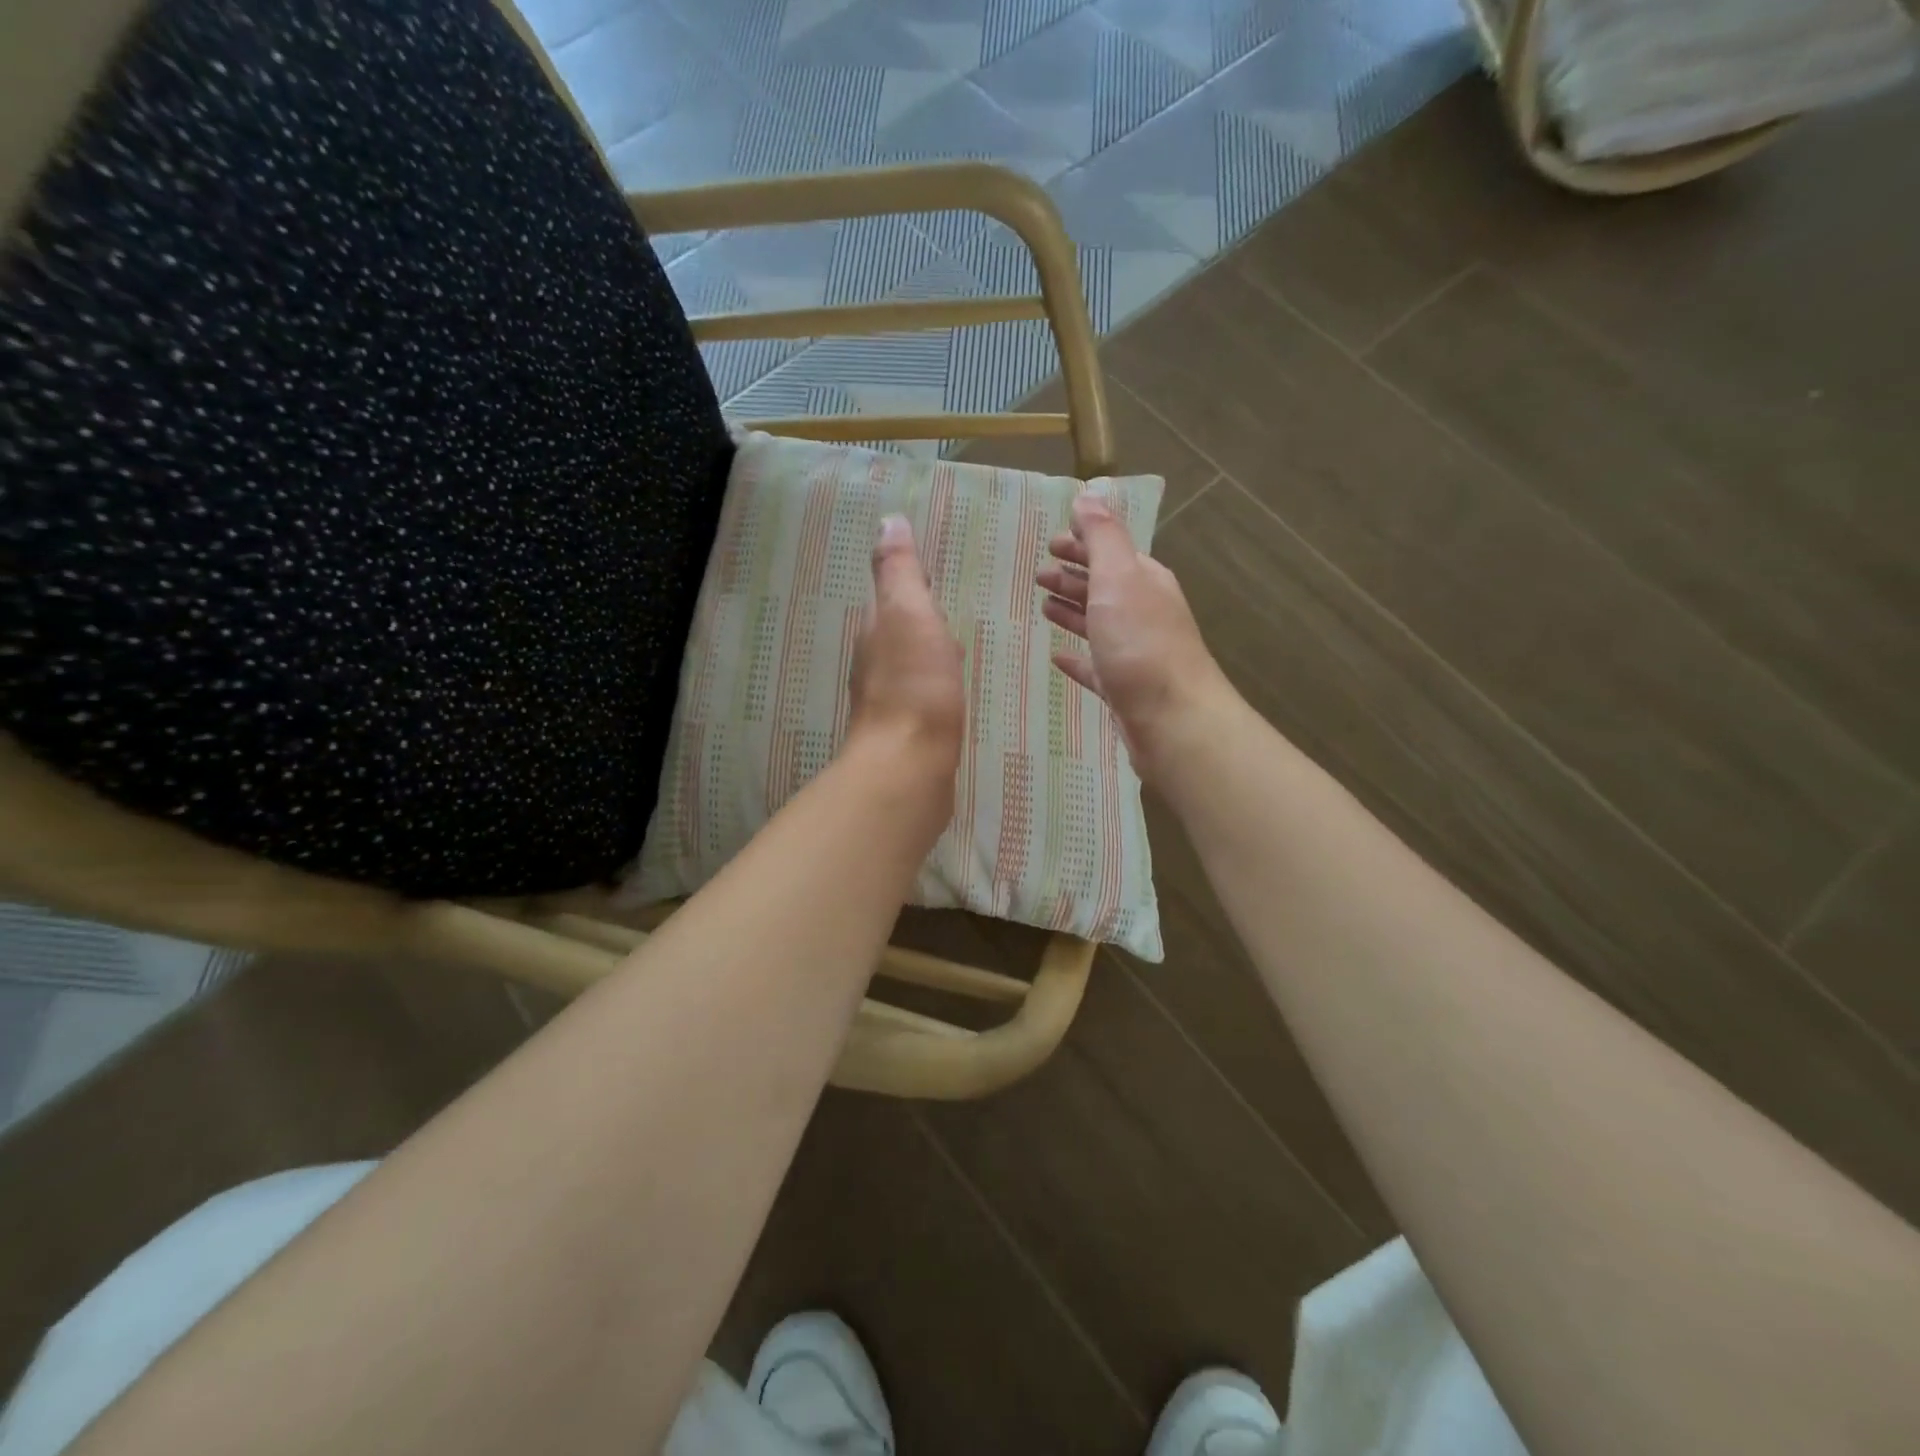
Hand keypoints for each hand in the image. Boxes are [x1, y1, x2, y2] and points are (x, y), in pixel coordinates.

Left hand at [847, 515, 965, 792]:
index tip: (932, 577)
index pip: (892, 598)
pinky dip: (935, 690)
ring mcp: (888, 703)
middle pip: (899, 633)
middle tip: (950, 617)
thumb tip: (888, 521)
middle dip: (922, 622)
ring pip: (910, 668)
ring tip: (957, 655)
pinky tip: (951, 699)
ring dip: (929, 657)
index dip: (912, 586)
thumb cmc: (914, 685)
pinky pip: (922, 700)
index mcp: (876, 632)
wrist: (907, 767)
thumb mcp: (909, 613)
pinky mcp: (906, 735)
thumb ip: (899, 571)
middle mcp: (874, 665)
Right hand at [1036, 494, 1233, 784]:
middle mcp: (1143, 612)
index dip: (1082, 544)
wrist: (1173, 720)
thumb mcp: (1119, 578)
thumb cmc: (1141, 644)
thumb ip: (1103, 537)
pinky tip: (1058, 658)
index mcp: (1144, 581)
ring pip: (1098, 624)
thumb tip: (1090, 495)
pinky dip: (1077, 658)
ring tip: (1043, 607)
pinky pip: (1094, 666)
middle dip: (1073, 576)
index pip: (1110, 552)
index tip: (1051, 544)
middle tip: (1038, 575)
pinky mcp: (1123, 689)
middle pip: (1103, 587)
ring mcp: (1134, 653)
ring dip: (1072, 611)